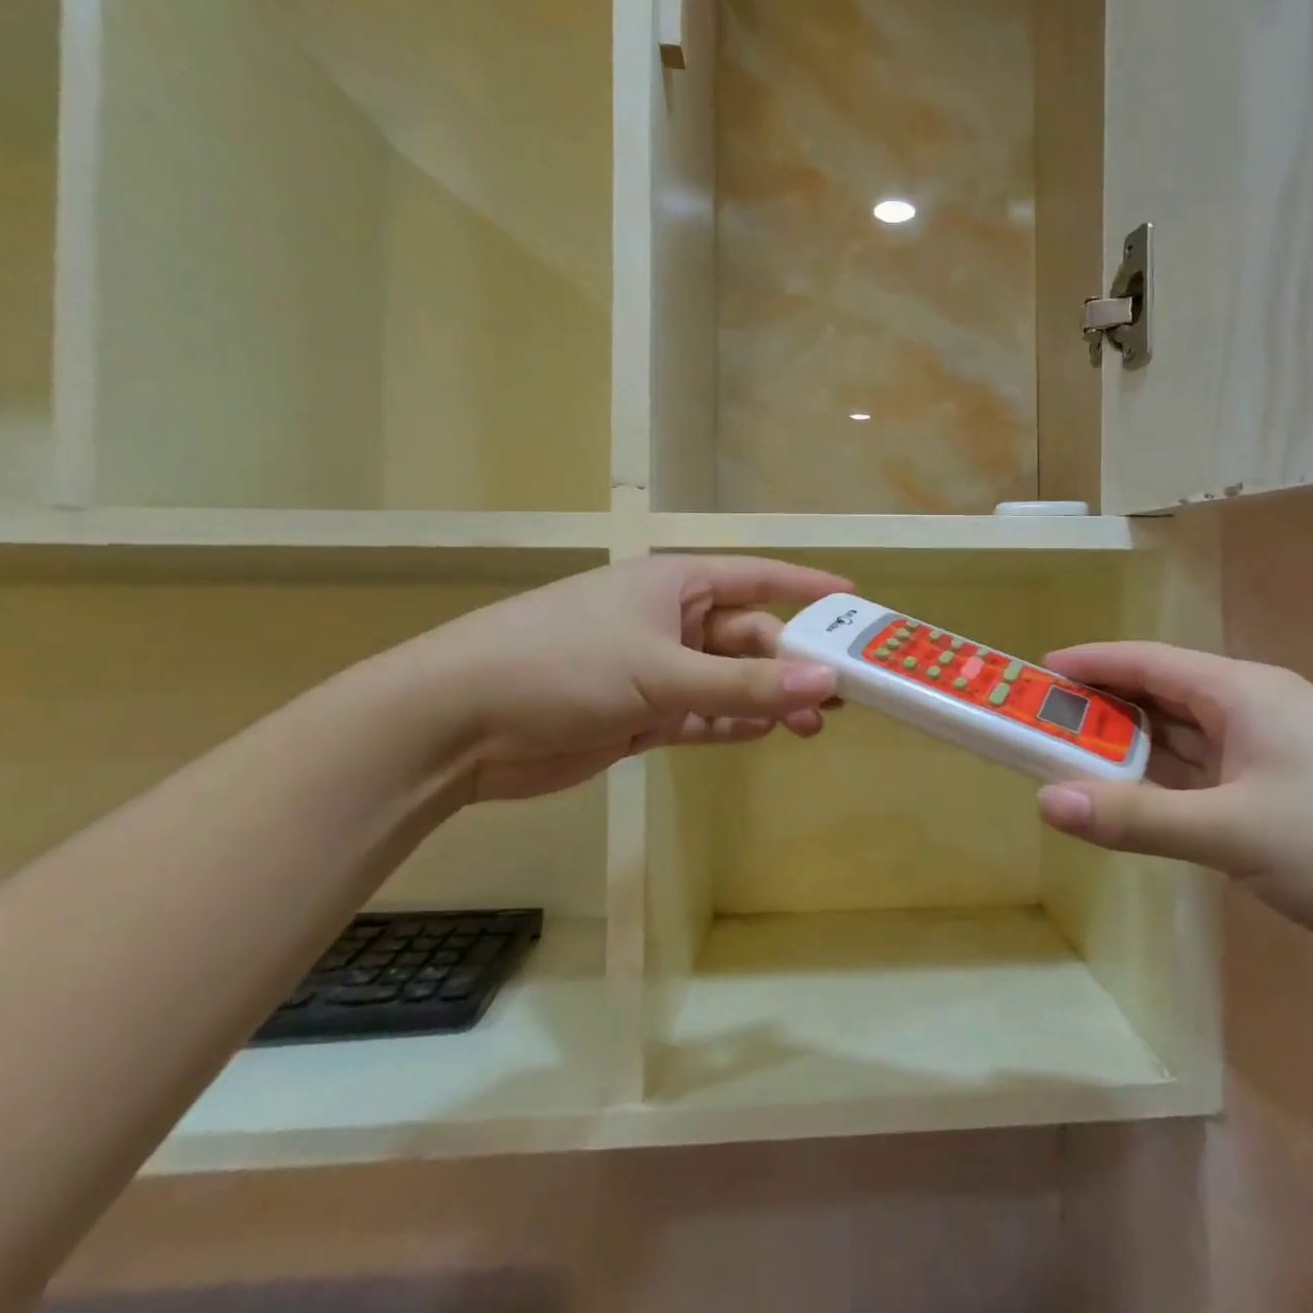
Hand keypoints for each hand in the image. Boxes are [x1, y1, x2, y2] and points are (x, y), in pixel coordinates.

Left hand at [390, 556, 850, 801]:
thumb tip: (826, 683)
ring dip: (767, 699)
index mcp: (673, 584)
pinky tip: (762, 734)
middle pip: (748, 638)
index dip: (807, 587)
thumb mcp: (662, 670)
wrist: (458, 724)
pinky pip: (701, 713)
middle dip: (792, 664)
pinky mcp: (638, 714)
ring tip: (812, 726)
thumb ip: (745, 682)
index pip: (757, 577)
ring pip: (728, 680)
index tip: (854, 600)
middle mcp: (668, 620)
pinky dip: (730, 723)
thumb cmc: (563, 666)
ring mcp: (652, 668)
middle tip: (841, 695)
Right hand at [1034, 643, 1312, 989]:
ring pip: (1186, 744)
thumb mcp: (1234, 831)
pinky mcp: (1292, 804)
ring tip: (1070, 766)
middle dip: (1102, 712)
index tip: (1035, 676)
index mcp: (1246, 693)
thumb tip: (1045, 802)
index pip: (1147, 661)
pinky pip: (1209, 783)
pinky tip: (1138, 807)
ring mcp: (1279, 760)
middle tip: (1040, 729)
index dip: (1089, 664)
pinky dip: (1167, 790)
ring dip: (1133, 755)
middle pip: (1162, 699)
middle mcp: (1259, 713)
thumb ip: (1136, 818)